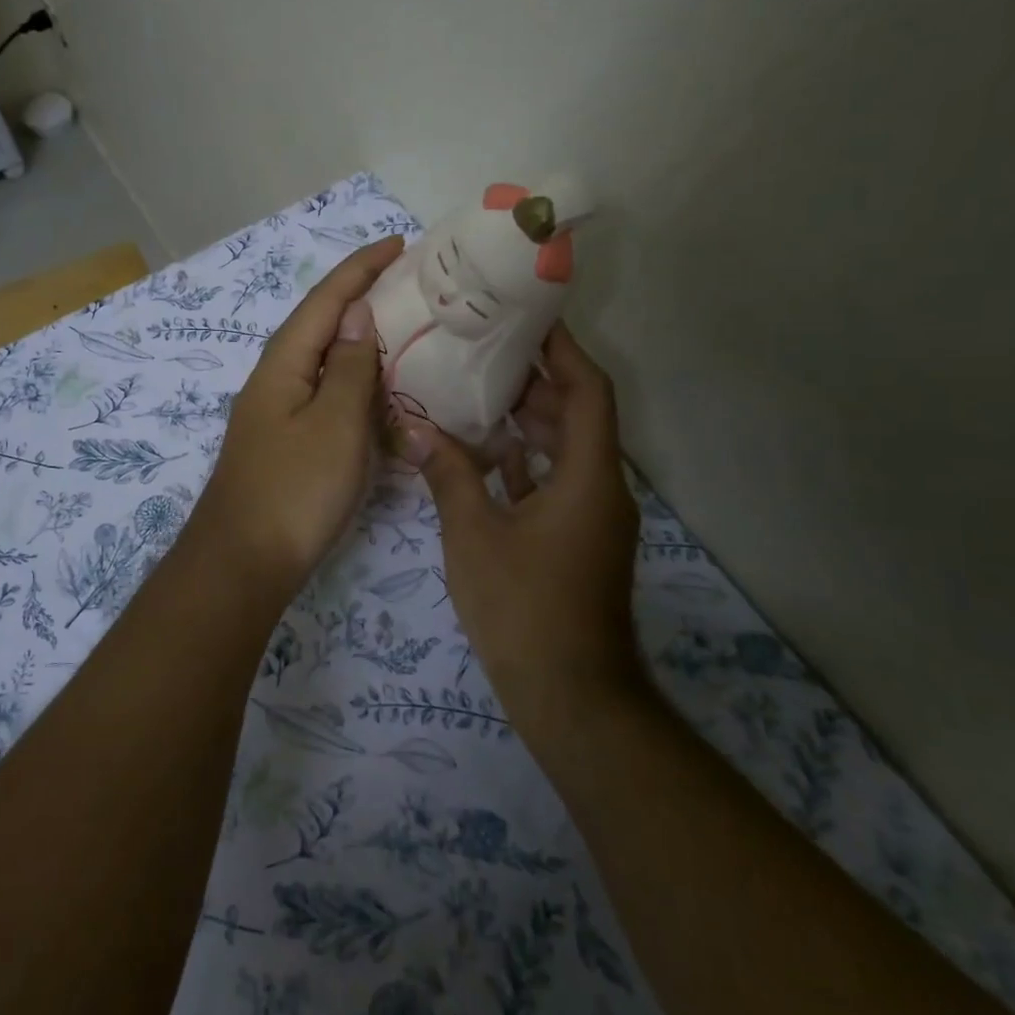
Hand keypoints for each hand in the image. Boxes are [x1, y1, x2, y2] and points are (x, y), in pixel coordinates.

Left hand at [196, 236, 405, 595]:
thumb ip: (351, 367)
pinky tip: (380, 392)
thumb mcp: (335, 423)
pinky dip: (356, 384)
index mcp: (284, 364)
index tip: (398, 244)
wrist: (244, 563)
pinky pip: (327, 397)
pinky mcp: (288, 443)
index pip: (326, 300)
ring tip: (404, 328)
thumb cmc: (295, 490)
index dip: (361, 269)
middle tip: (411, 285)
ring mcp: (279, 413)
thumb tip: (358, 313)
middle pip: (321, 325)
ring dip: (360, 341)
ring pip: (325, 363)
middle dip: (362, 298)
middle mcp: (276, 379)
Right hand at [401, 323, 641, 743]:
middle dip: (537, 381)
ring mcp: (591, 518)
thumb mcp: (474, 536)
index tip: (530, 319)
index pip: (588, 392)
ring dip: (528, 421)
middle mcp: (601, 488)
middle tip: (485, 350)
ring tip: (477, 391)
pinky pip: (554, 483)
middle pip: (578, 416)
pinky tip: (482, 454)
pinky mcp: (577, 541)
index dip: (565, 351)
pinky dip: (524, 463)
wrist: (571, 696)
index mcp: (589, 476)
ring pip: (565, 451)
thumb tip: (414, 427)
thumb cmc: (525, 608)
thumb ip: (448, 475)